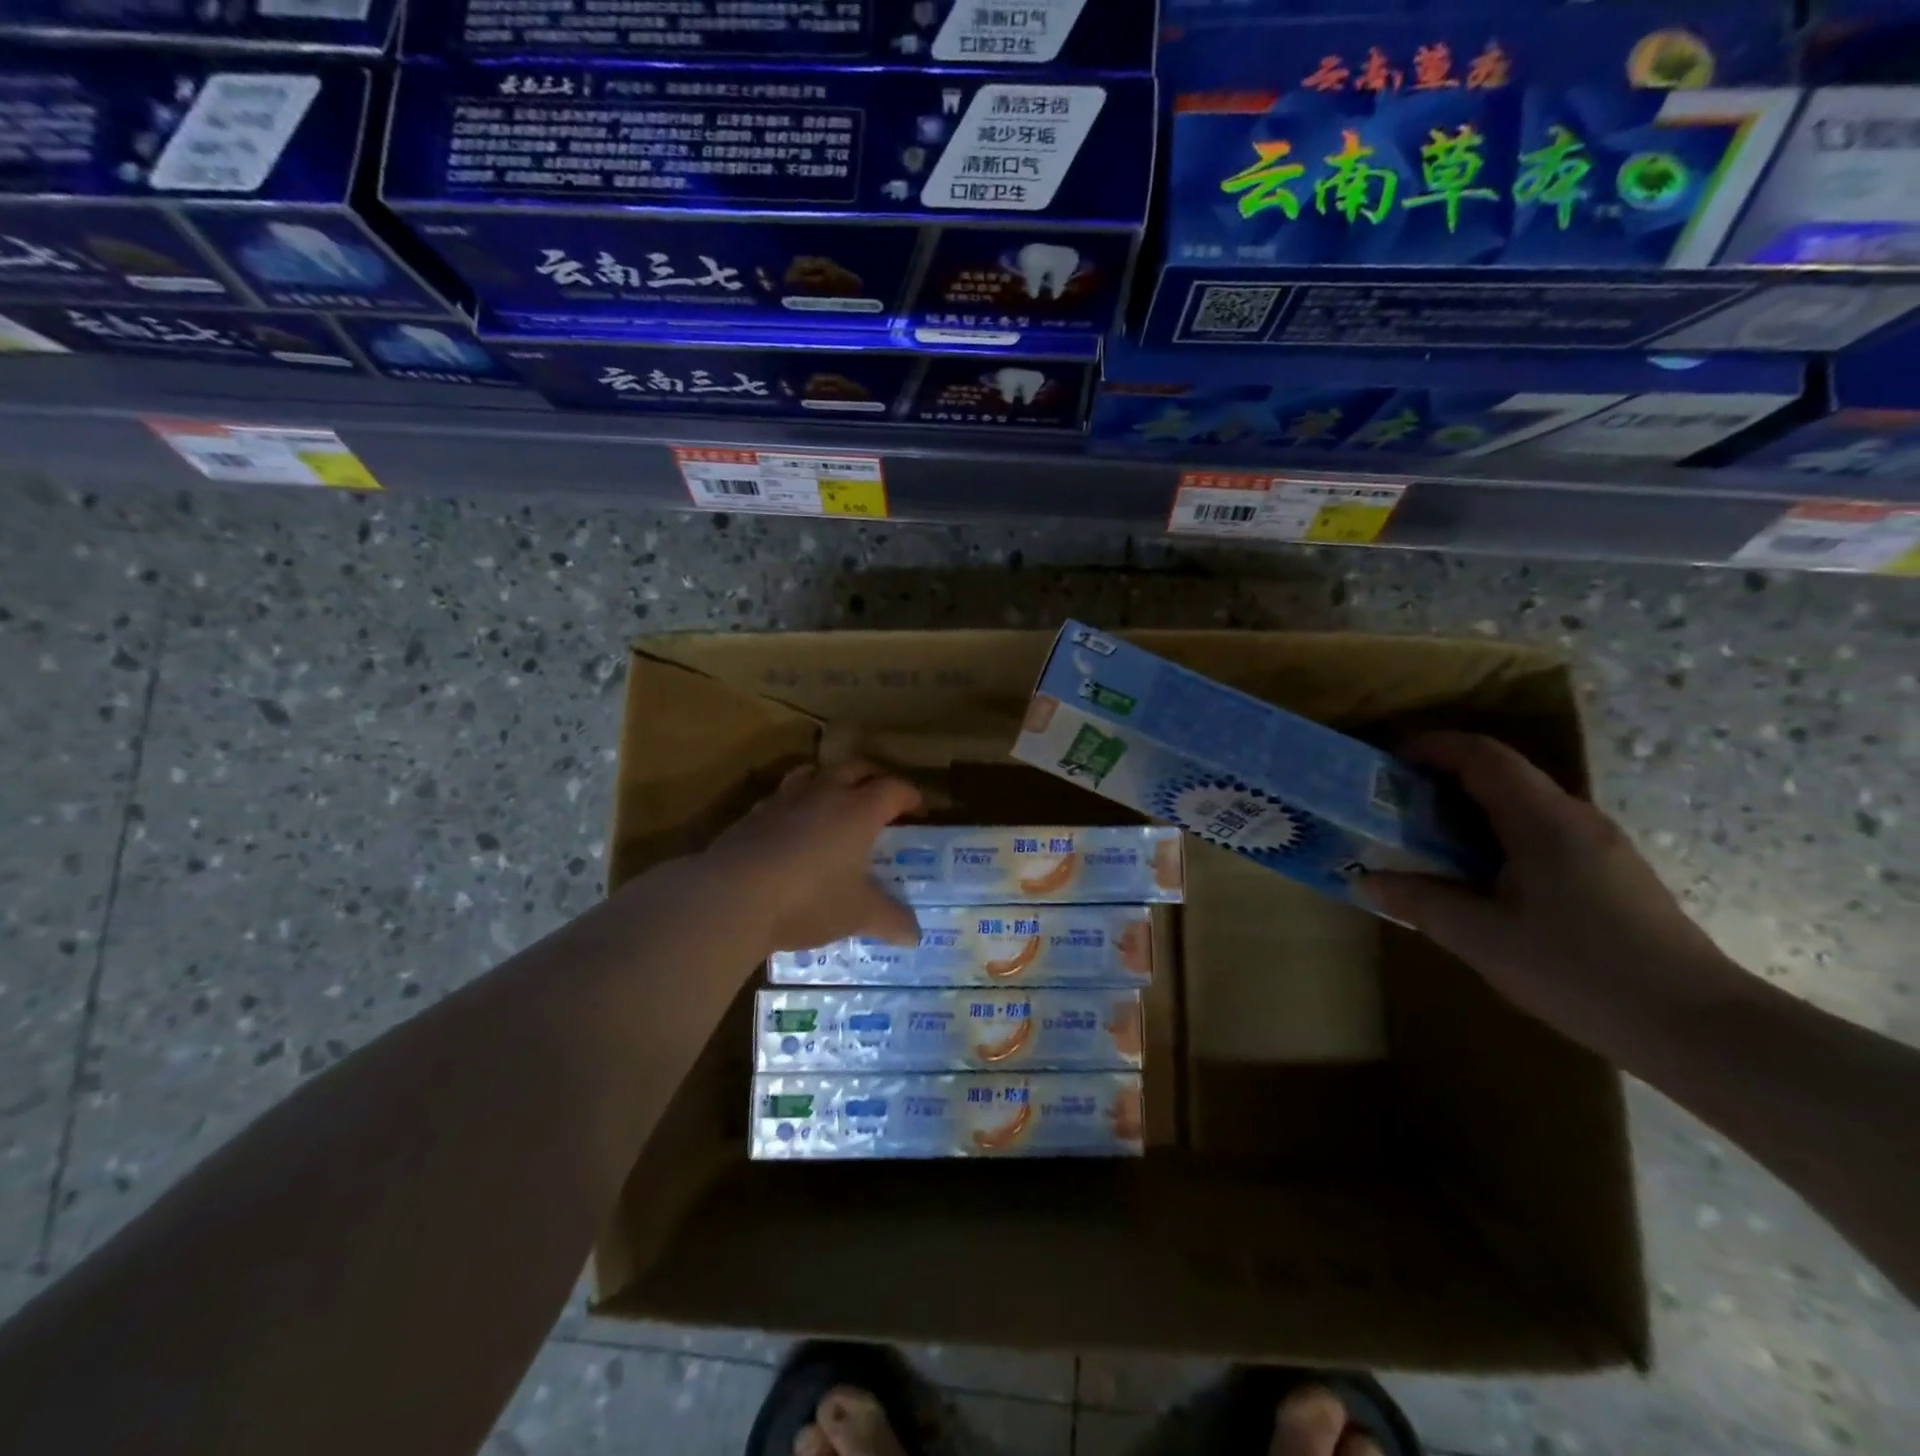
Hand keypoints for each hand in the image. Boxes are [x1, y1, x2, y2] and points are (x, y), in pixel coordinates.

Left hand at [707, 760, 922, 956]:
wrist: (732, 896)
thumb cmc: (809, 899)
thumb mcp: (857, 914)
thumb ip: (889, 920)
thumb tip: (915, 936)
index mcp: (859, 810)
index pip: (894, 789)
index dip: (910, 796)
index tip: (919, 808)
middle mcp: (825, 793)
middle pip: (856, 768)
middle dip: (874, 777)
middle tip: (883, 797)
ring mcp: (785, 800)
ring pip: (814, 772)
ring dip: (831, 779)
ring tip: (836, 799)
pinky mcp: (753, 813)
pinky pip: (782, 796)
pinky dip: (795, 804)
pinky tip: (792, 826)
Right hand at [1363, 732, 1743, 1063]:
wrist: (1702, 1030)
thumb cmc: (1581, 972)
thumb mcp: (1482, 939)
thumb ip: (1419, 901)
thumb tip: (1365, 879)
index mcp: (1542, 821)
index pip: (1482, 755)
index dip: (1431, 748)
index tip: (1388, 765)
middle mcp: (1575, 819)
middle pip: (1501, 775)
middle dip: (1441, 781)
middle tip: (1394, 810)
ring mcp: (1600, 846)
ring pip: (1522, 806)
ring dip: (1469, 812)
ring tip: (1427, 846)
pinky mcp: (1611, 874)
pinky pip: (1542, 834)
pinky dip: (1497, 838)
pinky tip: (1481, 881)